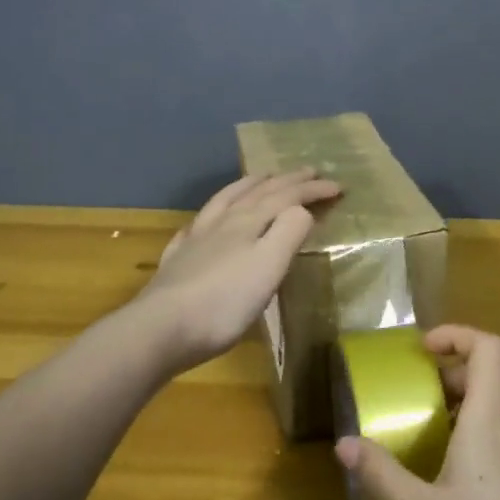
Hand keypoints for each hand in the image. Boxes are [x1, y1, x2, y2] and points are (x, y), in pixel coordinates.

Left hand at [137, 169, 341, 372]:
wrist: (161, 329)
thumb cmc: (224, 302)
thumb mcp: (269, 266)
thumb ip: (289, 232)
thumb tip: (301, 210)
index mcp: (248, 221)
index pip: (286, 196)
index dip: (312, 189)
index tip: (338, 186)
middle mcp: (222, 222)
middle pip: (258, 192)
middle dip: (287, 180)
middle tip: (308, 170)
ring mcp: (196, 240)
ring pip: (225, 200)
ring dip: (248, 185)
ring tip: (262, 176)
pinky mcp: (178, 261)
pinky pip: (196, 226)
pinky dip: (210, 214)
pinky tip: (206, 221)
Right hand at [336, 325, 499, 499]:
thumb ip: (383, 474)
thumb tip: (343, 443)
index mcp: (490, 421)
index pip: (488, 347)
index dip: (457, 335)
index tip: (424, 350)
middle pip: (493, 377)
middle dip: (453, 377)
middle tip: (419, 400)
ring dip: (468, 412)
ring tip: (434, 443)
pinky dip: (485, 442)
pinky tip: (465, 490)